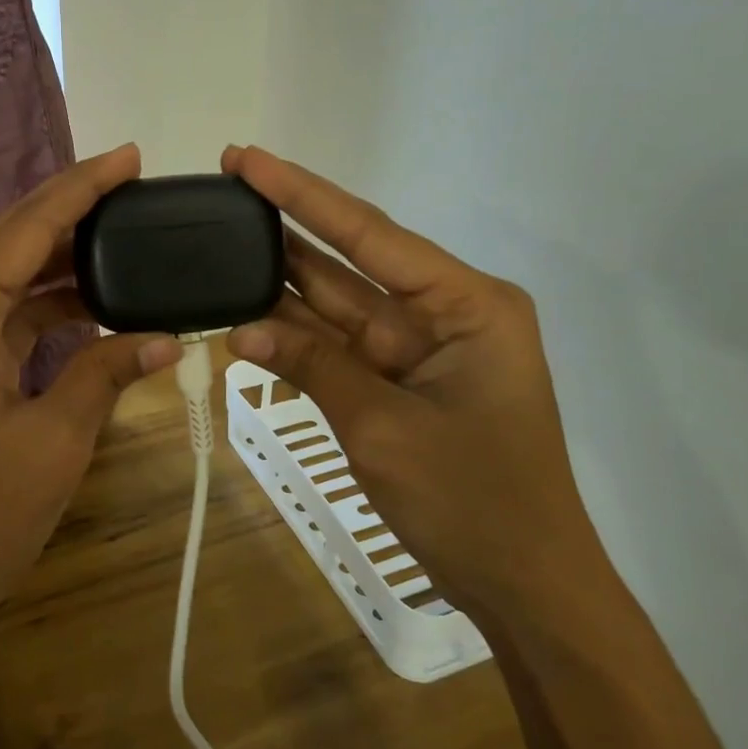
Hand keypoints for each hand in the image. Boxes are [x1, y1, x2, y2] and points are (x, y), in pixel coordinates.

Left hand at [0, 145, 181, 662]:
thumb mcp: (54, 440)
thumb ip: (107, 374)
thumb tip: (168, 338)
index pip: (26, 230)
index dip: (82, 189)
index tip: (129, 156)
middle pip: (10, 241)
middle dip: (72, 210)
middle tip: (133, 184)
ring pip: (5, 277)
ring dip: (61, 260)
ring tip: (125, 237)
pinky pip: (0, 316)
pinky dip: (45, 306)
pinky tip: (92, 301)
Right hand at [222, 145, 608, 616]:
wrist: (526, 589)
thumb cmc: (474, 502)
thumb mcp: (384, 428)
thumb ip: (313, 366)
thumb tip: (241, 328)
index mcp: (466, 303)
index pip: (369, 233)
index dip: (302, 194)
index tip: (247, 159)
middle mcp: (444, 311)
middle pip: (351, 257)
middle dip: (288, 225)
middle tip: (226, 185)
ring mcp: (419, 346)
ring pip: (337, 300)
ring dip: (281, 279)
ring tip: (221, 239)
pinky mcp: (399, 379)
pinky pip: (337, 345)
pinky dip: (293, 335)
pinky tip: (243, 314)